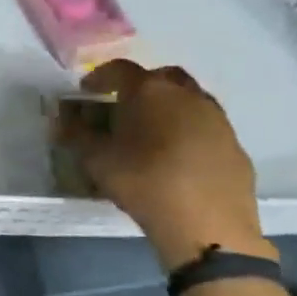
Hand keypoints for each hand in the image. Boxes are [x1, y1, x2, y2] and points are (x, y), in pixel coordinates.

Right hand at [60, 60, 273, 271]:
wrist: (208, 225)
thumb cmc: (144, 183)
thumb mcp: (96, 160)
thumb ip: (76, 135)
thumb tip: (62, 121)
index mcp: (150, 91)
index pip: (119, 70)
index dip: (99, 78)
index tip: (86, 92)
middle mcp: (187, 95)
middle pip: (161, 77)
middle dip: (140, 86)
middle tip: (124, 107)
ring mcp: (216, 118)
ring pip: (189, 99)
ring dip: (168, 107)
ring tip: (152, 133)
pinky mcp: (234, 144)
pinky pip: (206, 127)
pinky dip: (189, 131)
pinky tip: (178, 158)